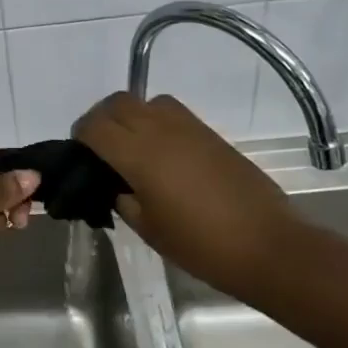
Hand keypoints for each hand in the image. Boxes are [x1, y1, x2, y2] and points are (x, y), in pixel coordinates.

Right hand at [73, 92, 296, 286]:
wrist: (267, 246)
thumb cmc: (201, 245)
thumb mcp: (149, 229)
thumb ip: (124, 200)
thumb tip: (117, 185)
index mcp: (139, 155)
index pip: (95, 127)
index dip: (81, 136)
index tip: (79, 153)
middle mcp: (161, 131)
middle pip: (118, 103)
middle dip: (102, 118)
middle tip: (100, 147)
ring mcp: (189, 128)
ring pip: (147, 101)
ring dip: (132, 115)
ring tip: (132, 145)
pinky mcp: (211, 134)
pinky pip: (173, 113)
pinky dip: (157, 121)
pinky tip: (162, 153)